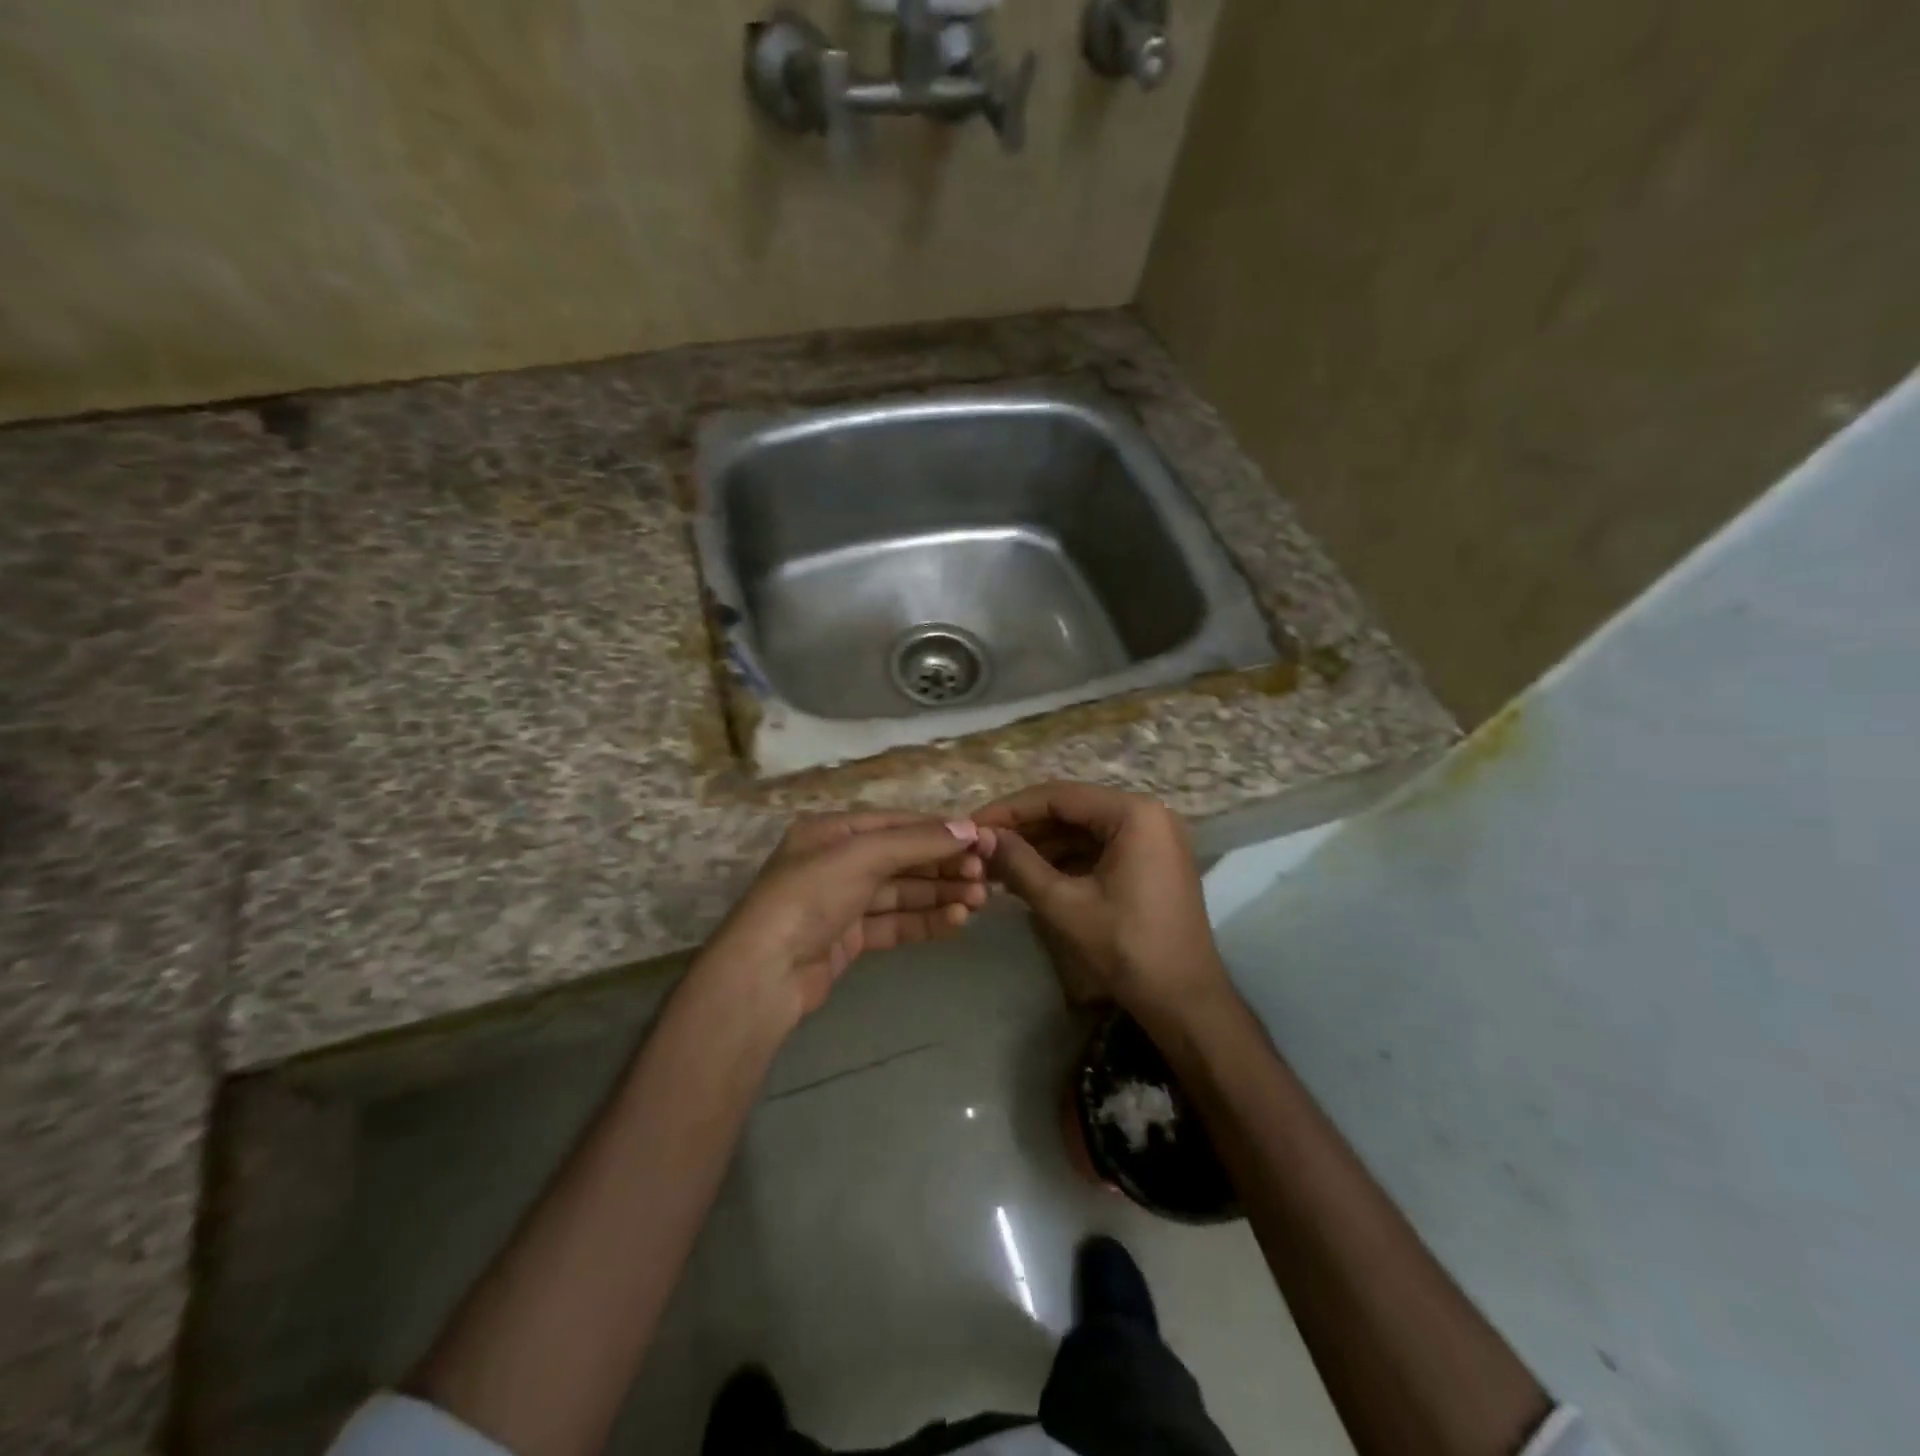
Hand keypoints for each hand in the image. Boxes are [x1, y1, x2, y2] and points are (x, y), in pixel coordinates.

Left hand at [697, 812, 993, 1025]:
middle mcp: (837, 861)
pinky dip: (925, 921)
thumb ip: (917, 841)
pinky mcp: (849, 939)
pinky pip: (895, 923)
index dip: (939, 830)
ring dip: (940, 894)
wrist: (765, 973)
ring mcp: (842, 902)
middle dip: (944, 865)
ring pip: (902, 892)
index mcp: (832, 831)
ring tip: (979, 901)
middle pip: (902, 858)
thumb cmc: (810, 896)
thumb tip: (970, 829)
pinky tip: (956, 921)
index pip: (897, 823)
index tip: (980, 841)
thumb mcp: (863, 855)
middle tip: (985, 877)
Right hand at [975, 782, 1227, 1020]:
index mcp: (1134, 813)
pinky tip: (1027, 874)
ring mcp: (1151, 837)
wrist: (1185, 1002)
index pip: (1058, 796)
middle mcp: (1147, 813)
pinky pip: (1097, 847)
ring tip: (995, 862)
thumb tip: (980, 836)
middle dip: (1024, 828)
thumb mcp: (1064, 905)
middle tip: (979, 845)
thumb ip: (1019, 864)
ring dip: (1040, 845)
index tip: (972, 825)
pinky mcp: (1148, 860)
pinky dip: (1063, 859)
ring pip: (1082, 829)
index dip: (1010, 810)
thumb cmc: (1127, 949)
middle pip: (1071, 809)